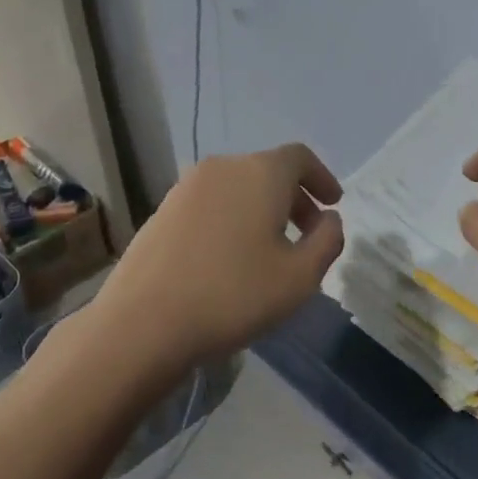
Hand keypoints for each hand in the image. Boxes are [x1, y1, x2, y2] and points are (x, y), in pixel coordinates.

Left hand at [88, 143, 344, 381]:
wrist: (144, 320)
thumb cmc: (233, 295)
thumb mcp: (299, 277)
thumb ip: (327, 241)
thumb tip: (329, 220)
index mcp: (260, 173)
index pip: (299, 157)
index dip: (321, 177)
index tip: (333, 204)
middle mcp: (223, 168)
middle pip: (268, 170)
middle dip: (294, 198)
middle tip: (307, 234)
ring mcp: (186, 186)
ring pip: (237, 187)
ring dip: (261, 209)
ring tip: (270, 249)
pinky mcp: (162, 210)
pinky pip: (211, 203)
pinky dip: (232, 218)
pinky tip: (230, 257)